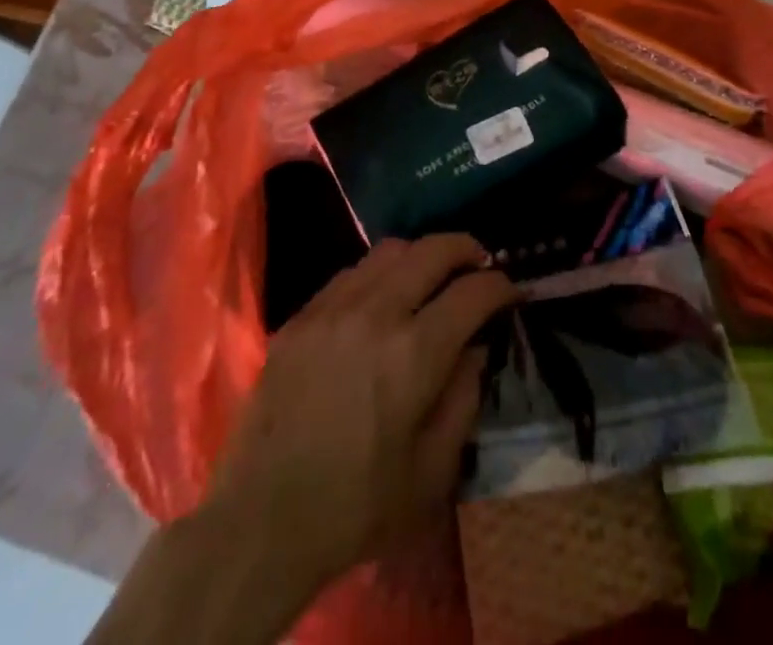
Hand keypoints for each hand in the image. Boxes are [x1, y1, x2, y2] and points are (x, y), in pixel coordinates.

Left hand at [205, 233, 516, 593]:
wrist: (261, 523)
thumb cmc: (356, 507)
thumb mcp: (432, 472)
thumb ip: (463, 399)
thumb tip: (474, 348)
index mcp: (414, 354)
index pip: (472, 293)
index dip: (500, 286)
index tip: (511, 291)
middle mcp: (376, 314)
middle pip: (432, 250)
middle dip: (466, 249)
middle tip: (480, 262)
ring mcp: (332, 309)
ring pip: (388, 250)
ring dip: (421, 255)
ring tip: (431, 275)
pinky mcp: (300, 317)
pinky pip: (350, 273)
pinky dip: (378, 274)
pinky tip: (381, 299)